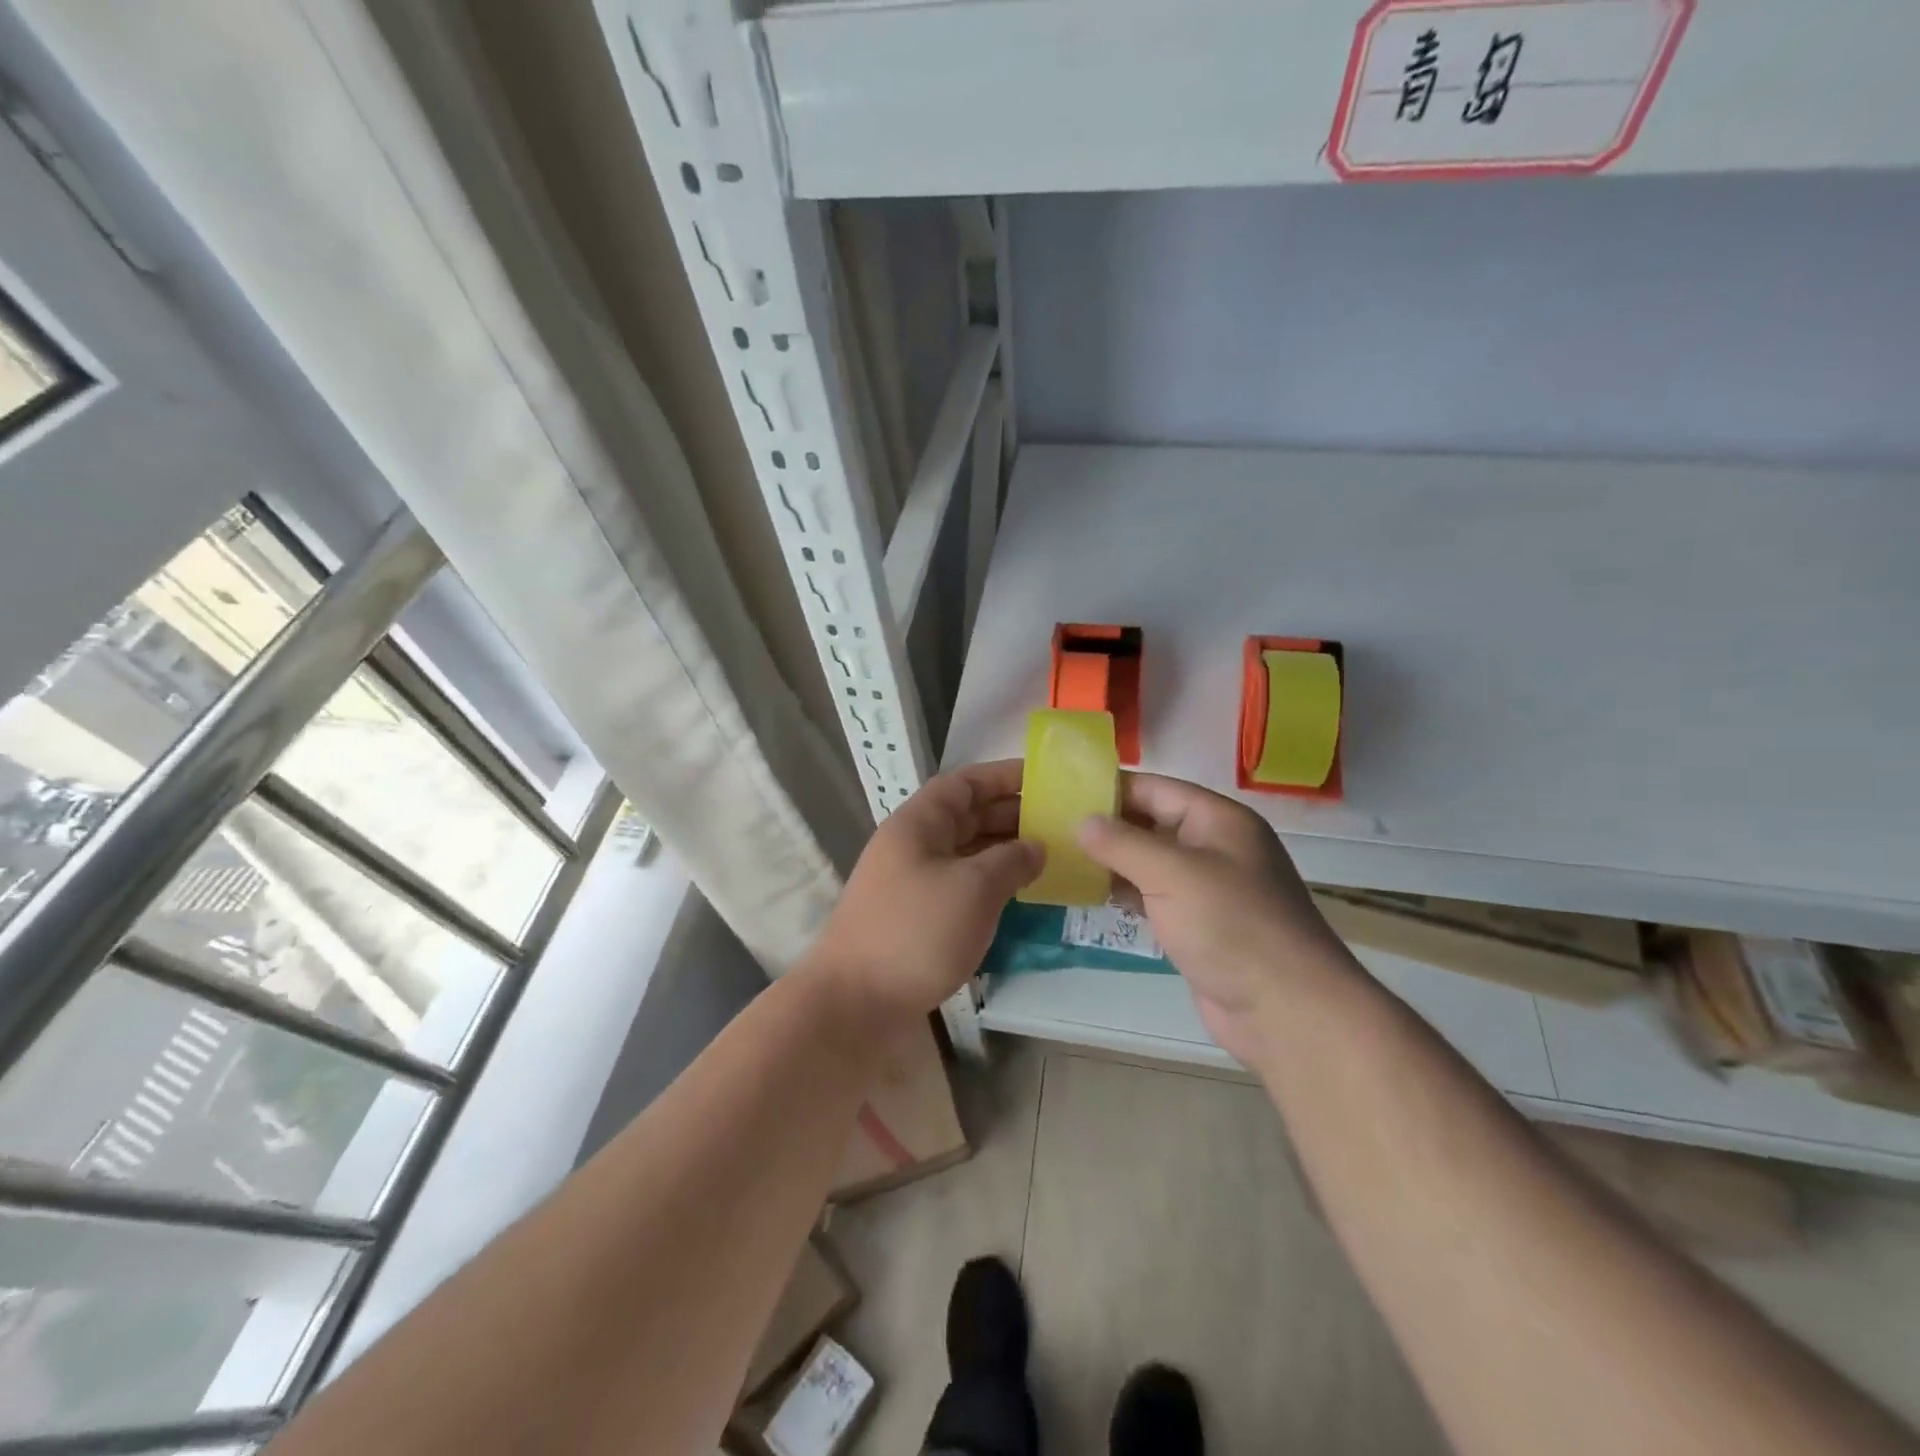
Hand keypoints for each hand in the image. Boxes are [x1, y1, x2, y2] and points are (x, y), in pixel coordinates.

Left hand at [805, 760, 1042, 1037]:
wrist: (856, 1004)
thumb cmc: (916, 932)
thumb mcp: (974, 888)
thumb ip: (1011, 860)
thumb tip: (1036, 846)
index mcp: (918, 823)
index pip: (965, 783)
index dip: (1004, 776)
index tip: (1046, 779)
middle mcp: (914, 845)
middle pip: (967, 816)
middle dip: (1012, 815)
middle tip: (1061, 822)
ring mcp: (914, 882)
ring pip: (967, 853)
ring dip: (1005, 851)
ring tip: (1052, 856)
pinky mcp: (918, 917)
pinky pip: (962, 885)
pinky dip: (992, 884)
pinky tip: (1022, 894)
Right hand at [1077, 774, 1356, 1064]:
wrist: (1285, 1010)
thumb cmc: (1231, 925)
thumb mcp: (1172, 873)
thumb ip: (1122, 843)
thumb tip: (1082, 822)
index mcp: (1218, 820)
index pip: (1155, 789)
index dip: (1110, 788)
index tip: (1062, 791)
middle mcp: (1214, 846)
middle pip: (1151, 823)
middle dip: (1106, 825)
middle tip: (1051, 826)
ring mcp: (1207, 888)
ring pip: (1149, 862)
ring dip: (1111, 861)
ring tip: (1060, 857)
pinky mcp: (1198, 924)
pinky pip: (1154, 896)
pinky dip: (1125, 892)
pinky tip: (1089, 894)